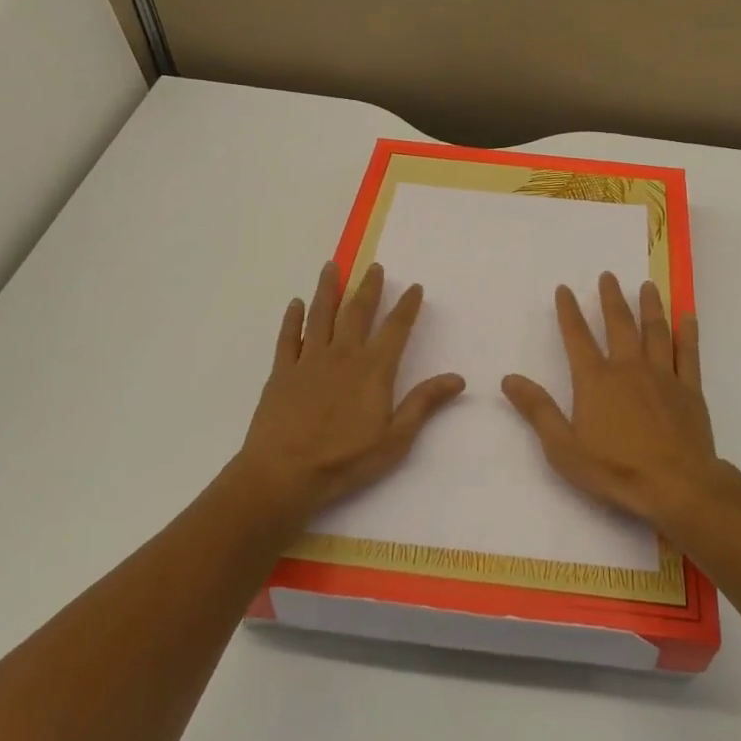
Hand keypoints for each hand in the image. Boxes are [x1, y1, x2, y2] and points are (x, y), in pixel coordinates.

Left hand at [236, 261, 464, 523]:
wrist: (283, 474)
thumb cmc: (344, 461)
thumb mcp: (395, 439)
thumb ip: (424, 404)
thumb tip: (457, 378)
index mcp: (373, 369)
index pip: (396, 329)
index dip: (407, 306)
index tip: (414, 287)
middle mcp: (343, 355)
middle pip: (358, 312)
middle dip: (369, 287)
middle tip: (374, 266)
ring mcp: (309, 360)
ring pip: (321, 315)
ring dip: (328, 289)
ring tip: (332, 266)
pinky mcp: (282, 372)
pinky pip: (289, 337)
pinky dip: (293, 318)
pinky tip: (296, 304)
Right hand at [502, 273, 721, 531]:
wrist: (676, 485)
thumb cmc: (615, 469)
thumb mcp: (563, 447)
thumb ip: (537, 410)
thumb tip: (509, 378)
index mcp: (596, 380)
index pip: (577, 337)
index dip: (568, 312)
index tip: (564, 289)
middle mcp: (628, 367)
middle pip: (619, 324)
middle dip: (611, 298)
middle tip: (608, 276)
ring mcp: (662, 375)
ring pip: (655, 331)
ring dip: (650, 306)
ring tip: (647, 286)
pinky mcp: (689, 389)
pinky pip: (688, 353)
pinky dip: (689, 333)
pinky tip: (688, 316)